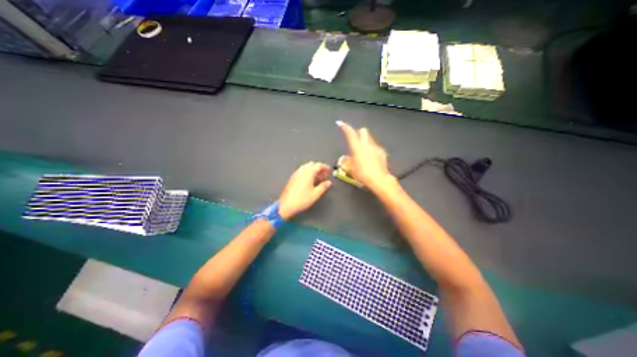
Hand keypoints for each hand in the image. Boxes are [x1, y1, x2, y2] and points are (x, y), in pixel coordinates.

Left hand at [278, 161, 330, 218]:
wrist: (287, 205)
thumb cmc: (302, 199)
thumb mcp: (316, 194)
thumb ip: (323, 186)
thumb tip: (328, 182)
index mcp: (308, 173)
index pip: (318, 165)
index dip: (324, 167)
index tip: (328, 170)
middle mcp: (302, 171)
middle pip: (311, 164)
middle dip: (318, 167)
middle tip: (323, 174)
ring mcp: (296, 174)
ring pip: (305, 167)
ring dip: (312, 169)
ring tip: (317, 177)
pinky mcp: (292, 178)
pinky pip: (301, 171)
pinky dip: (307, 172)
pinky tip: (308, 180)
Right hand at [335, 120, 396, 191]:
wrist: (379, 179)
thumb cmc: (363, 174)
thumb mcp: (351, 170)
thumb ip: (346, 162)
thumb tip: (344, 159)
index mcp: (357, 148)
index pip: (350, 134)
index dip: (345, 127)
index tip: (340, 123)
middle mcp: (367, 145)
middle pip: (363, 131)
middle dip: (358, 133)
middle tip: (355, 141)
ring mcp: (376, 148)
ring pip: (370, 139)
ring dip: (365, 142)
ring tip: (363, 152)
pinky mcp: (382, 152)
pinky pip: (375, 147)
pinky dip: (372, 149)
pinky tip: (371, 159)